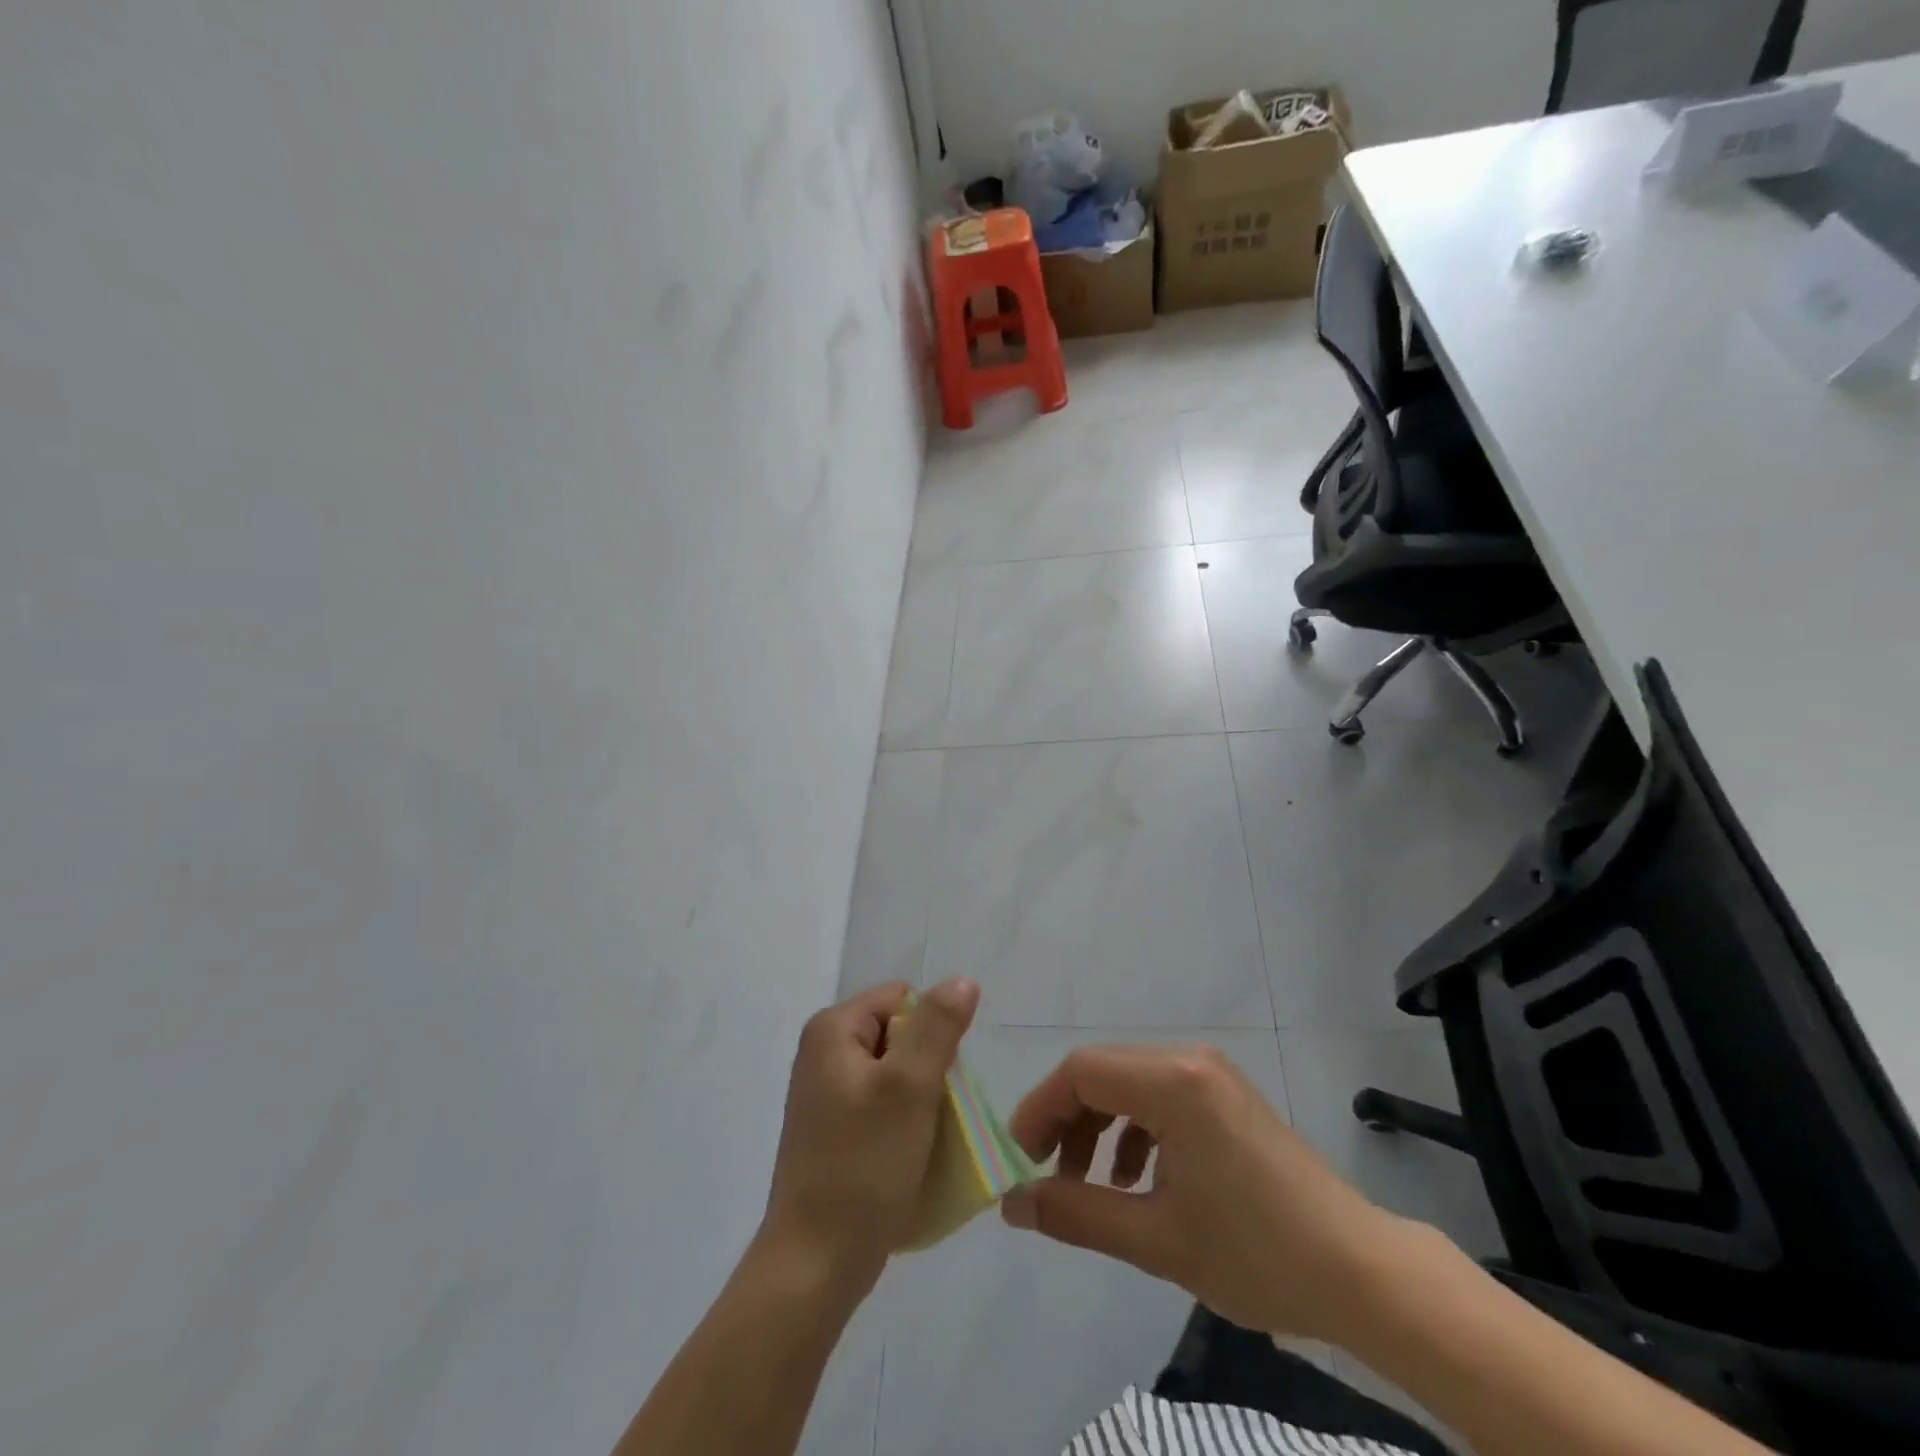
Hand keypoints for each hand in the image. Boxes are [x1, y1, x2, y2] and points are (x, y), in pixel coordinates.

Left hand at [760, 979, 980, 1293]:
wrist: (815, 1264)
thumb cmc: (863, 1166)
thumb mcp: (910, 1087)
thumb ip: (938, 1027)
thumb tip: (962, 981)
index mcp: (832, 1030)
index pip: (902, 999)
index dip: (931, 1031)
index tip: (936, 1080)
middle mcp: (823, 1052)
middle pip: (899, 1034)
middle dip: (927, 1067)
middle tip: (931, 1114)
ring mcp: (825, 1094)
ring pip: (895, 1073)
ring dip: (919, 1099)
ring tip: (924, 1139)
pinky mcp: (832, 1130)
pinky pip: (882, 1105)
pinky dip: (903, 1122)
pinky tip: (909, 1156)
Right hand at [999, 1044, 1402, 1342]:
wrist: (1360, 1273)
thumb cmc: (1255, 1254)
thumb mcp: (1155, 1240)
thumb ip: (1075, 1214)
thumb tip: (1012, 1203)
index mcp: (1172, 1082)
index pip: (1080, 1071)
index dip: (1040, 1109)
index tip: (1019, 1158)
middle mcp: (1188, 1061)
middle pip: (1102, 1072)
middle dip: (1066, 1120)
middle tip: (1047, 1175)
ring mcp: (1211, 1074)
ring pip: (1129, 1083)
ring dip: (1098, 1126)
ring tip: (1089, 1184)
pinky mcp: (1226, 1094)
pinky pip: (1160, 1096)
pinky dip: (1134, 1130)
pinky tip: (1138, 1181)